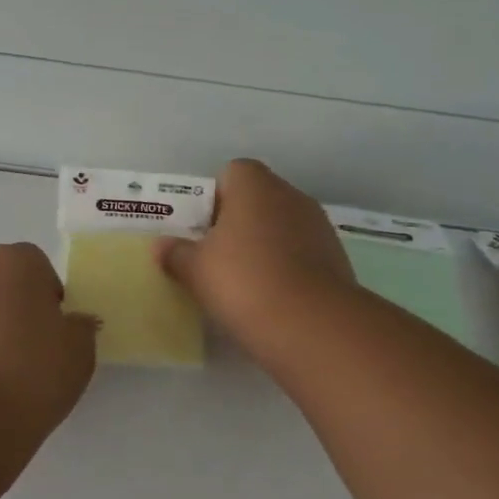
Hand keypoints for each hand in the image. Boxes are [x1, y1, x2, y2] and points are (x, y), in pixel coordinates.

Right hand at [156, 159, 355, 353]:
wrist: (312, 325)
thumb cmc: (243, 281)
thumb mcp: (195, 270)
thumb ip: (176, 253)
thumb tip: (162, 246)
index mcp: (255, 186)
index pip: (231, 172)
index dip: (213, 198)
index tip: (201, 229)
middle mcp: (291, 196)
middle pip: (258, 200)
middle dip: (237, 223)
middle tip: (215, 257)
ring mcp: (318, 226)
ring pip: (281, 227)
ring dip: (264, 246)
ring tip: (243, 282)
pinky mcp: (336, 258)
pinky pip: (301, 254)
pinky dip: (286, 267)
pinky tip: (271, 297)